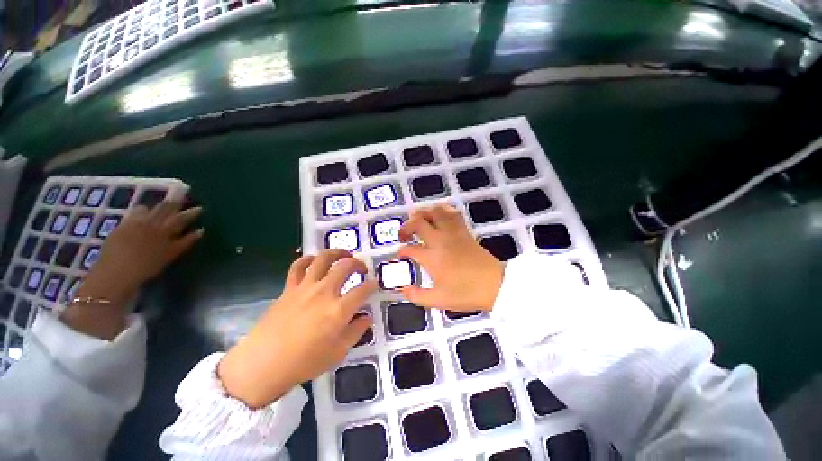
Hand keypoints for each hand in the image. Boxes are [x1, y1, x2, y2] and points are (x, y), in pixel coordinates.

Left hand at [77, 200, 203, 304]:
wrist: (114, 273)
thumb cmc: (146, 268)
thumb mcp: (170, 256)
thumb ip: (185, 242)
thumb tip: (200, 231)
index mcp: (164, 230)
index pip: (181, 218)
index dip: (191, 213)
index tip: (200, 208)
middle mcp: (150, 223)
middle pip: (164, 210)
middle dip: (174, 204)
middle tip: (181, 200)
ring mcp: (134, 223)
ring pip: (149, 209)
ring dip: (156, 207)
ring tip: (161, 205)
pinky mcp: (121, 226)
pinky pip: (134, 213)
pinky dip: (141, 211)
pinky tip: (142, 212)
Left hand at [217, 249, 376, 408]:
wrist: (262, 364)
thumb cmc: (303, 362)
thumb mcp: (337, 352)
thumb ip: (356, 332)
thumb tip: (367, 317)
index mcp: (339, 309)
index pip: (363, 290)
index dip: (372, 285)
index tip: (374, 285)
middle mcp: (324, 292)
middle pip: (345, 266)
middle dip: (358, 263)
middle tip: (362, 269)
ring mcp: (305, 287)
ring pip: (323, 259)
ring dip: (337, 253)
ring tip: (344, 255)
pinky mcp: (289, 287)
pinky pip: (298, 266)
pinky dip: (308, 259)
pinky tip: (314, 260)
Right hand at [396, 204, 502, 311]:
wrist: (495, 285)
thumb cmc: (466, 293)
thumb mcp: (438, 300)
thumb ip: (417, 296)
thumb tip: (403, 289)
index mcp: (431, 257)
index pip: (410, 249)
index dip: (401, 251)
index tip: (400, 255)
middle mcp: (439, 240)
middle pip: (418, 223)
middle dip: (406, 226)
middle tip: (404, 234)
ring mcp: (452, 233)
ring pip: (435, 212)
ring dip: (423, 213)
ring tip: (418, 219)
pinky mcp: (464, 231)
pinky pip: (452, 214)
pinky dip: (443, 210)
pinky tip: (439, 215)